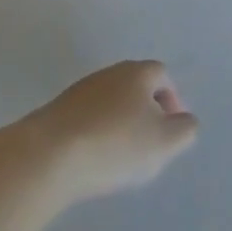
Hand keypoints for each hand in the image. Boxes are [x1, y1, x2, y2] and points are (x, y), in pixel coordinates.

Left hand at [26, 60, 199, 202]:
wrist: (46, 156)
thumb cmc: (115, 144)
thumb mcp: (164, 142)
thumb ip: (184, 130)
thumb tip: (185, 121)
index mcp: (138, 73)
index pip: (162, 75)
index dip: (172, 99)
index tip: (172, 129)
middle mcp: (109, 73)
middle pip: (135, 86)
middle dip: (145, 110)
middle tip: (148, 143)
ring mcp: (79, 90)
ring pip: (109, 102)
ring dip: (119, 122)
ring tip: (119, 156)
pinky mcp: (55, 111)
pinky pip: (86, 117)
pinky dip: (95, 132)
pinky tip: (92, 158)